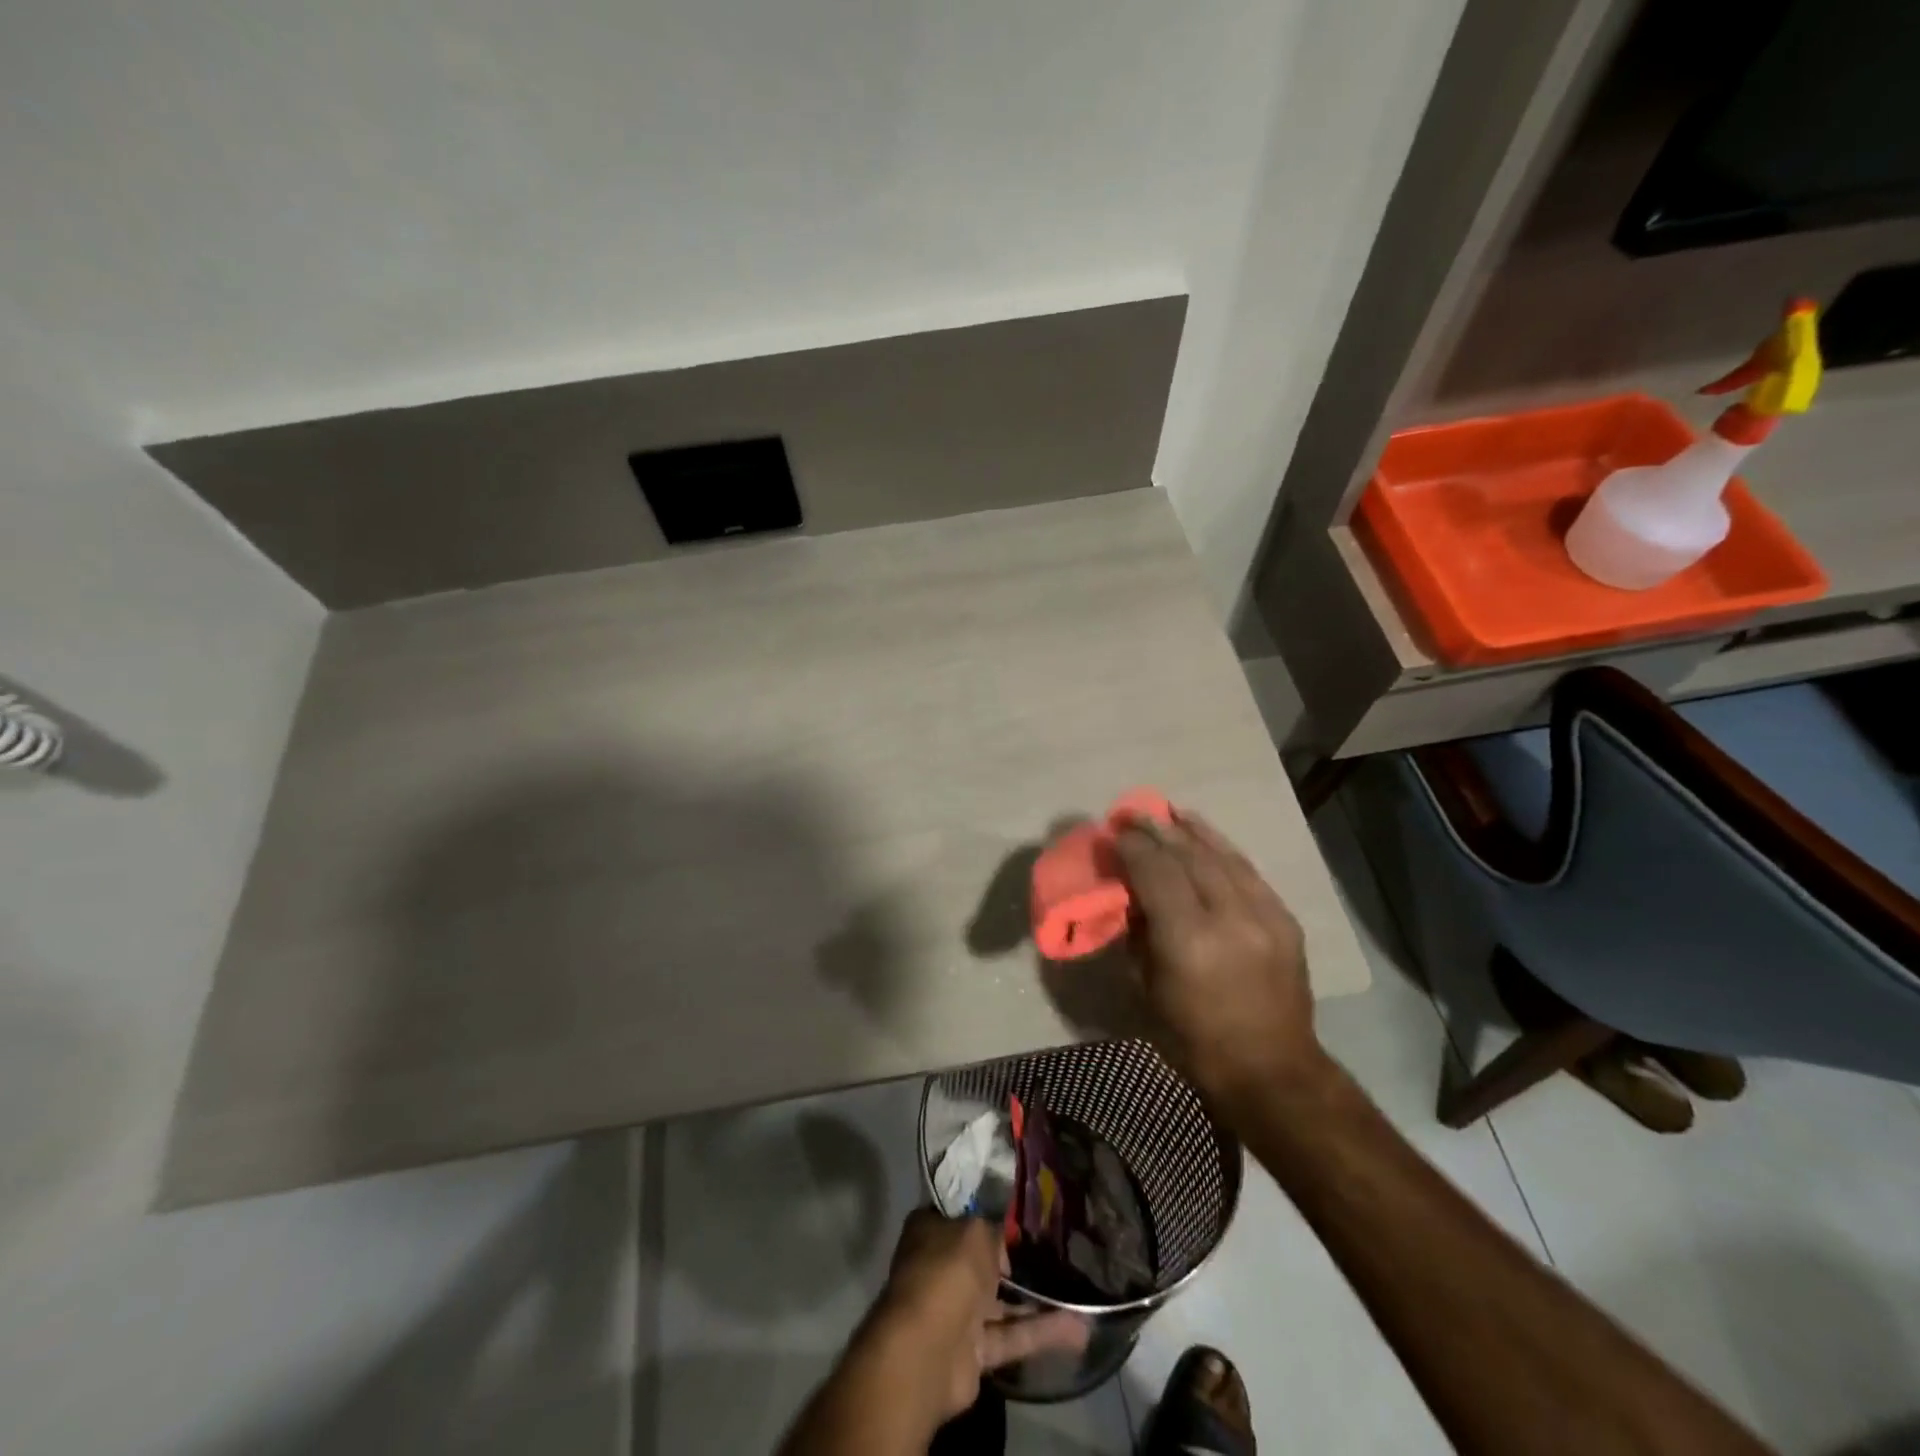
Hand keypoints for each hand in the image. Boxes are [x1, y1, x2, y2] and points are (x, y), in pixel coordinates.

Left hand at [858, 1210, 1087, 1428]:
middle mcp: (940, 1268)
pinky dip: (1041, 1333)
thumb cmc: (947, 1271)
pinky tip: (1078, 1327)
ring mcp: (956, 1312)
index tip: (1018, 1213)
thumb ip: (993, 1230)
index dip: (986, 1213)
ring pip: (1001, 1302)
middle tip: (1054, 1251)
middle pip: (982, 1260)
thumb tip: (1002, 1241)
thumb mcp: (976, 1231)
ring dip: (1037, 1301)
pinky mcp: (974, 1351)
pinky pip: (1011, 1336)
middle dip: (1014, 1260)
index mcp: (929, 1231)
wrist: (928, 1349)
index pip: (959, 1216)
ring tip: (1077, 1293)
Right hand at [1112, 810, 1326, 1111]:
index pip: (1155, 872)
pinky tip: (1205, 836)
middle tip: (1133, 814)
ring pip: (1222, 856)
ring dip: (1191, 831)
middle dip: (1157, 830)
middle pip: (1188, 856)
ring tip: (1168, 813)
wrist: (1272, 1071)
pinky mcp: (1284, 919)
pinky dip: (1222, 848)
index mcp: (1188, 940)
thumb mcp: (1147, 990)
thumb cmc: (1194, 1040)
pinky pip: (1247, 871)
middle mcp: (1228, 917)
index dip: (1133, 846)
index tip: (1115, 831)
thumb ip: (1137, 934)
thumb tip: (1129, 895)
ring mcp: (1263, 915)